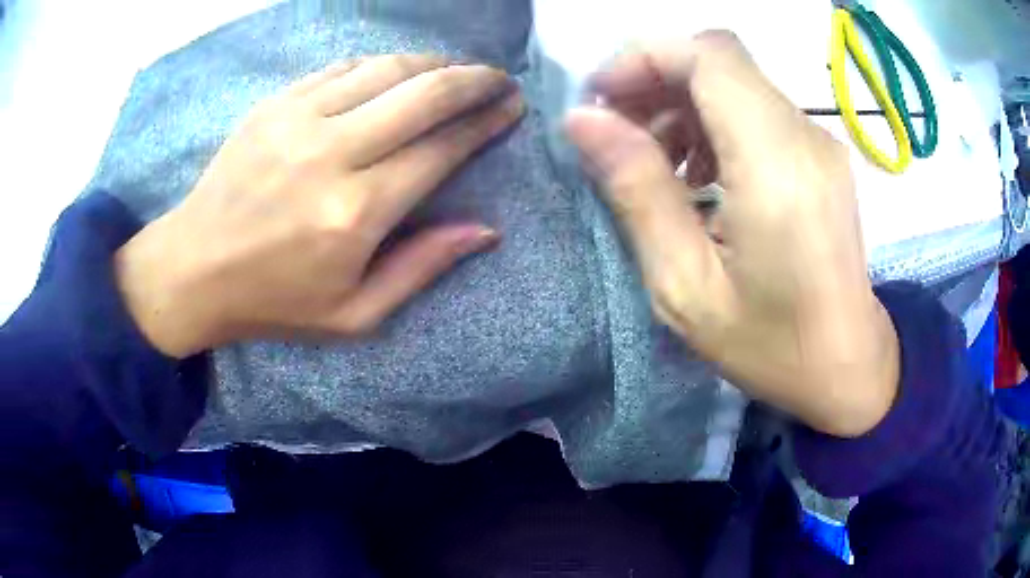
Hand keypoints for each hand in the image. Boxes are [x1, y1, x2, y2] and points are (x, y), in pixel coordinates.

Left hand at [115, 55, 523, 357]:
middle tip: (499, 79)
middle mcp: (332, 153)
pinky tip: (397, 72)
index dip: (485, 124)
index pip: (441, 150)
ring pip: (387, 69)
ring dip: (433, 64)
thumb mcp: (354, 314)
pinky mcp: (275, 103)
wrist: (194, 268)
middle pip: (424, 95)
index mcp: (356, 212)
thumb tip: (486, 230)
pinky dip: (381, 65)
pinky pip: (343, 68)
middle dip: (474, 81)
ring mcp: (299, 119)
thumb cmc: (275, 300)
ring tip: (456, 71)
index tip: (512, 108)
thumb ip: (421, 267)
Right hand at [565, 32, 898, 437]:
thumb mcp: (687, 287)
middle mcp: (805, 136)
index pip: (709, 56)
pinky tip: (698, 174)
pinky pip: (756, 108)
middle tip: (616, 133)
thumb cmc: (771, 346)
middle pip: (718, 60)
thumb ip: (637, 192)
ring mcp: (818, 141)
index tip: (600, 100)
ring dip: (680, 102)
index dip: (645, 59)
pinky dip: (712, 121)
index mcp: (775, 166)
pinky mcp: (820, 153)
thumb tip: (582, 121)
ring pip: (735, 80)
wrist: (848, 367)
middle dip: (655, 79)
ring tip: (654, 162)